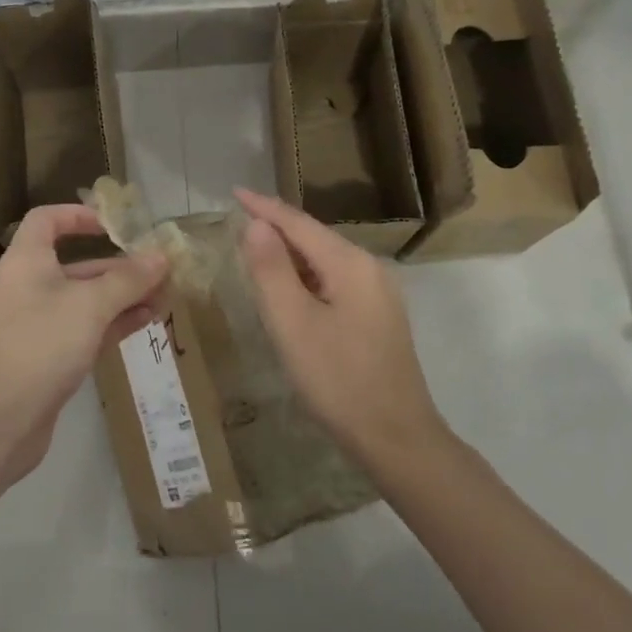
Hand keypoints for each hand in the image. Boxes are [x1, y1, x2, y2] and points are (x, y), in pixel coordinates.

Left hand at [0, 204, 168, 481]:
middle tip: (161, 271)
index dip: (79, 215)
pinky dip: (113, 322)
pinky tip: (147, 323)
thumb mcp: (90, 306)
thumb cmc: (40, 345)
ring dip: (123, 297)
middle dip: (119, 266)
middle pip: (76, 264)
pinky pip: (85, 328)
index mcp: (27, 261)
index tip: (115, 226)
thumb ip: (128, 280)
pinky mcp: (47, 357)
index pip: (47, 220)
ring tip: (165, 299)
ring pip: (85, 300)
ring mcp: (37, 324)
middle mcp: (29, 286)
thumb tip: (161, 257)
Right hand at [234, 188, 445, 465]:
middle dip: (276, 228)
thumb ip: (271, 270)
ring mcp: (378, 294)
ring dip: (290, 255)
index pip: (299, 223)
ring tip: (255, 253)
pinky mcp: (378, 317)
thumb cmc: (338, 380)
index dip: (264, 207)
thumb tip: (256, 224)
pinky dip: (306, 278)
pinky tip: (290, 291)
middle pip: (314, 238)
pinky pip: (335, 282)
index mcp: (350, 264)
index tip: (234, 192)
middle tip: (237, 224)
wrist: (397, 439)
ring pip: (325, 261)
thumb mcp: (293, 324)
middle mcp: (369, 269)